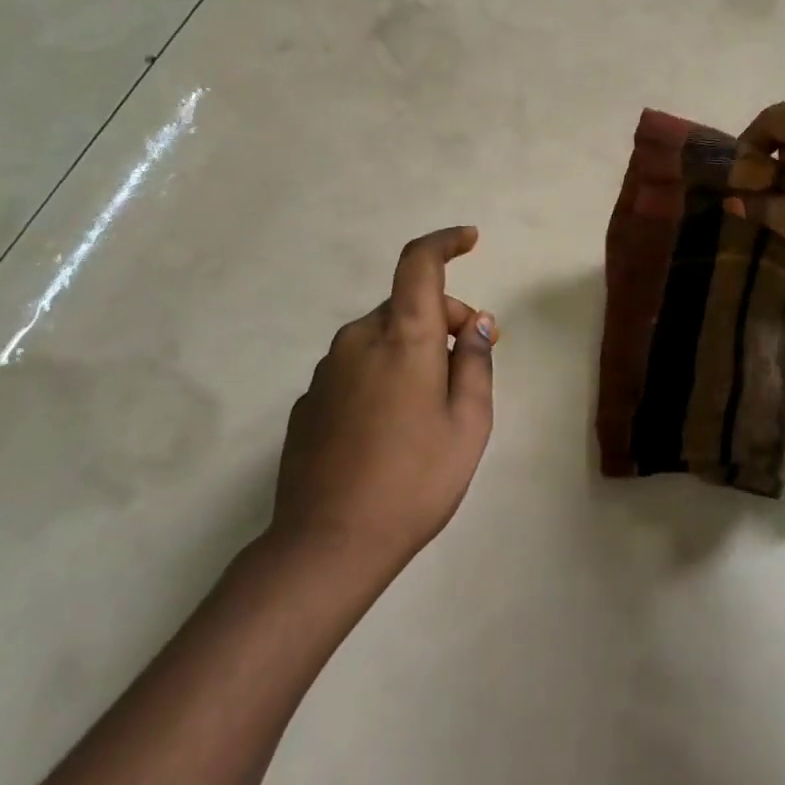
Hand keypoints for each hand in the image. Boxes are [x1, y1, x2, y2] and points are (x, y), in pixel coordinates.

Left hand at [268, 226, 497, 581]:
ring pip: (381, 337)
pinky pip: (356, 368)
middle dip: (444, 318)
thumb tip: (475, 323)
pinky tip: (391, 427)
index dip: (445, 242)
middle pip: (407, 305)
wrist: (327, 545)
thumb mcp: (468, 423)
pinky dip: (383, 374)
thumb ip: (475, 362)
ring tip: (433, 404)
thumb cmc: (414, 480)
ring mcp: (327, 371)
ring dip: (413, 348)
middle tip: (473, 358)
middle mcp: (358, 340)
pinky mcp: (309, 402)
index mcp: (402, 337)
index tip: (469, 239)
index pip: (419, 263)